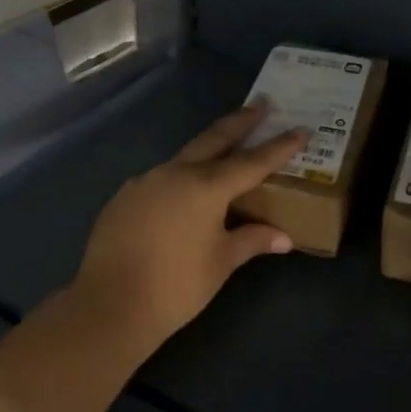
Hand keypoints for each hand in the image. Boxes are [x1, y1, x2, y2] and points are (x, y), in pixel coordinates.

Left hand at [69, 104, 307, 354]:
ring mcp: (145, 182)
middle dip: (241, 121)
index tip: (301, 128)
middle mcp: (176, 173)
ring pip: (184, 157)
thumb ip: (253, 240)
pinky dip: (180, 176)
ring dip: (208, 148)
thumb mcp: (222, 262)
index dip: (280, 146)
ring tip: (225, 149)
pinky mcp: (123, 198)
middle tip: (262, 104)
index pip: (252, 161)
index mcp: (206, 186)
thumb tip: (284, 238)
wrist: (109, 307)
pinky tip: (183, 192)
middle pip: (214, 139)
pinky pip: (160, 178)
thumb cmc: (177, 285)